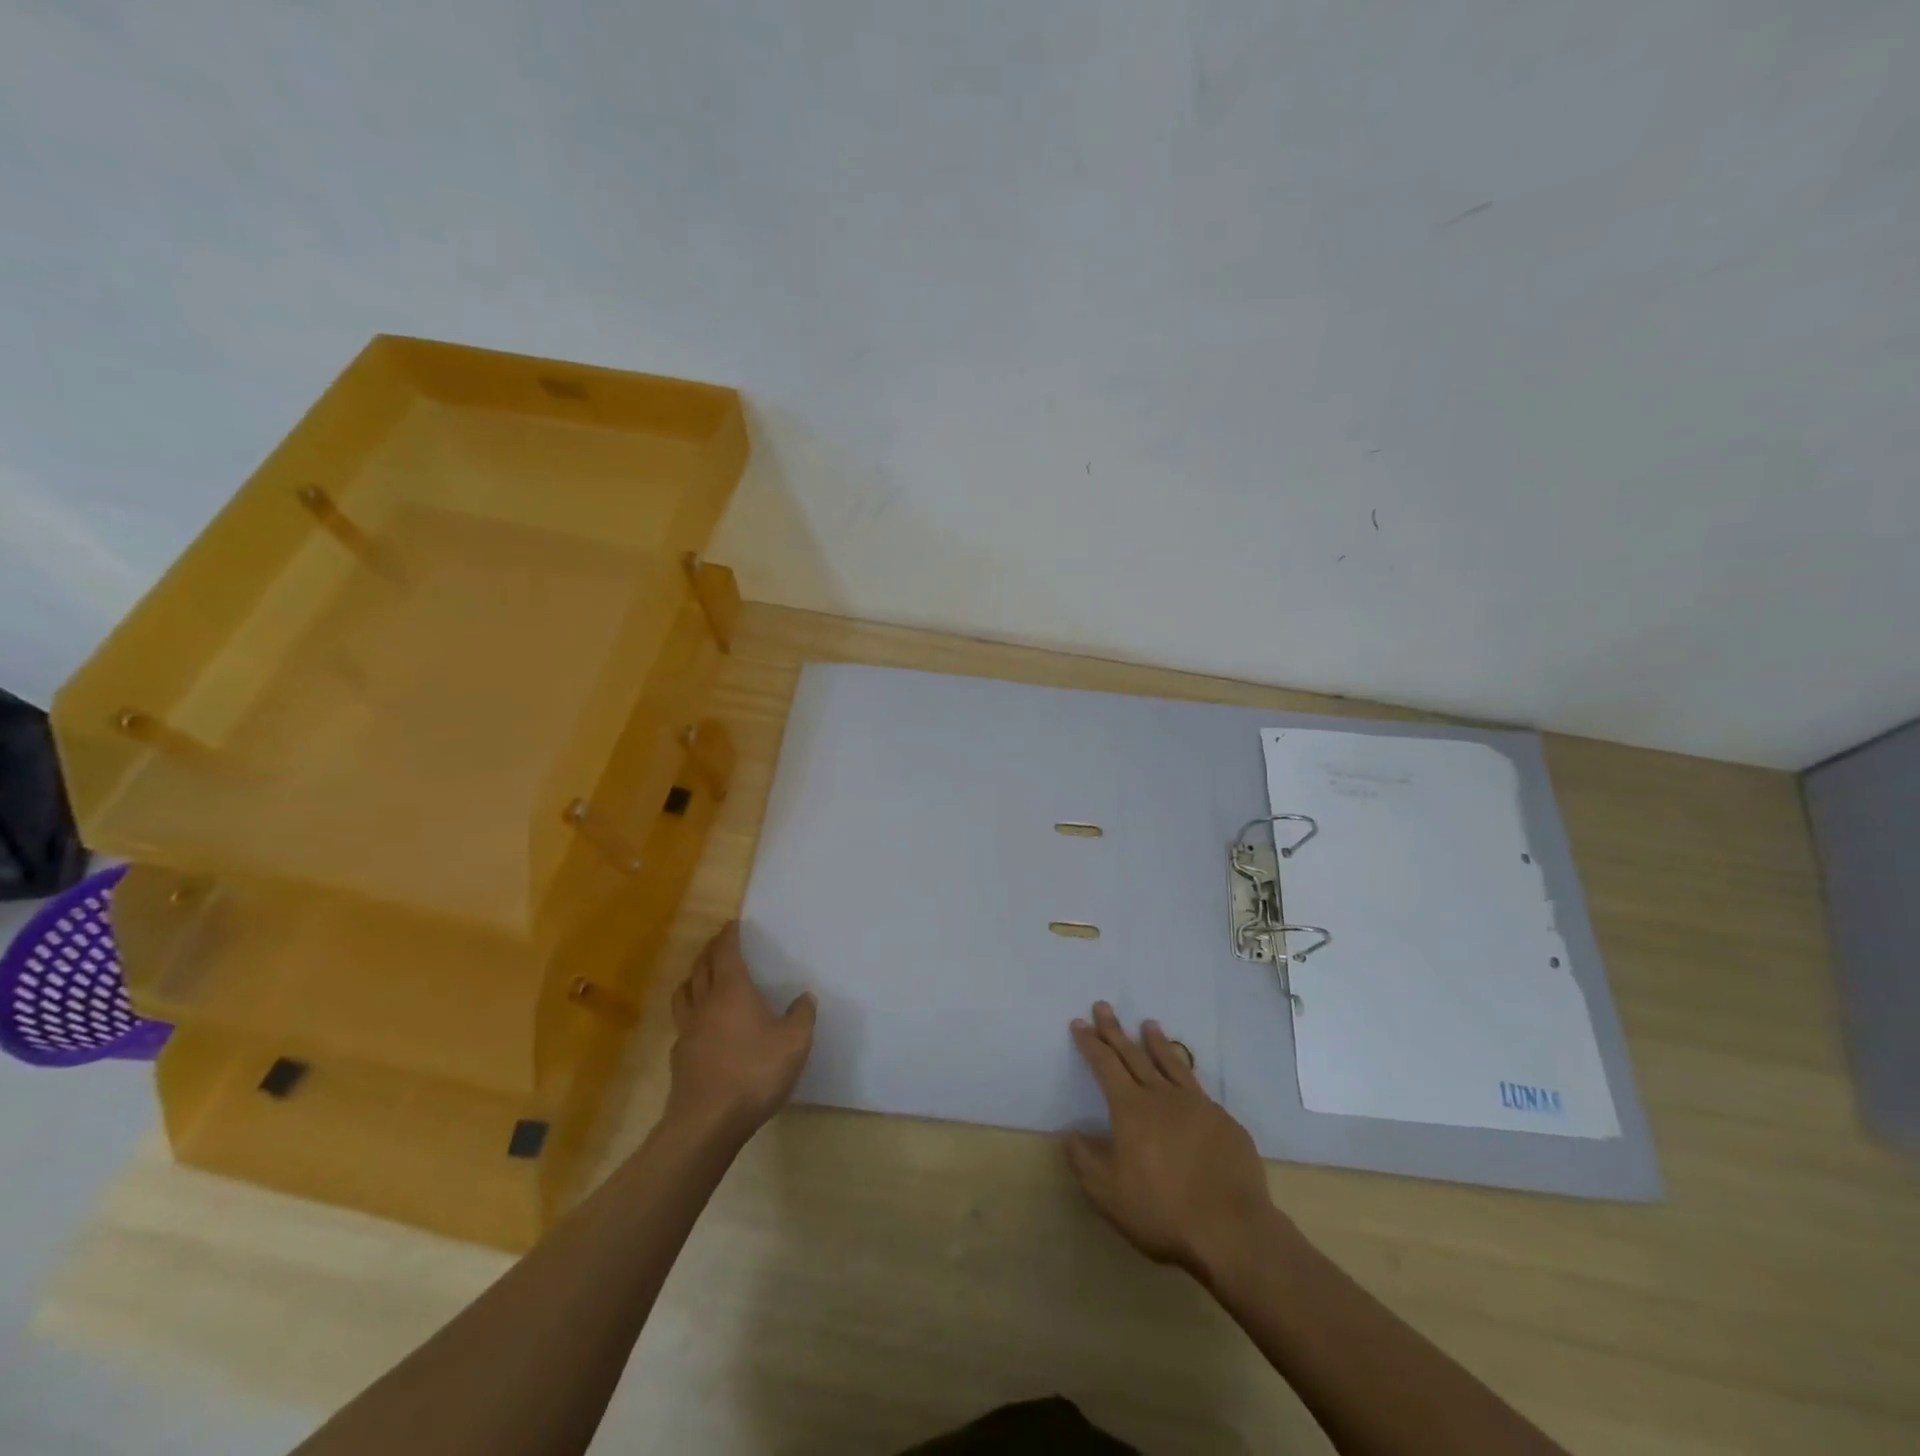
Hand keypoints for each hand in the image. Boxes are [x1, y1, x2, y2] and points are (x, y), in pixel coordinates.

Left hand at [666, 922, 816, 1138]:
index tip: (732, 924)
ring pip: (684, 992)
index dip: (728, 936)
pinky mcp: (680, 1057)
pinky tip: (700, 1024)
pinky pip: (682, 1022)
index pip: (726, 953)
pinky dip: (690, 1011)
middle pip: (701, 967)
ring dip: (693, 977)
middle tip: (718, 942)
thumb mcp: (794, 1043)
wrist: (707, 1122)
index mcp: (732, 991)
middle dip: (710, 950)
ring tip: (702, 976)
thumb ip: (802, 1016)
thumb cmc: (754, 1073)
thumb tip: (804, 997)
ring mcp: (688, 1031)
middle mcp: (706, 1003)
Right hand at [1064, 1002, 1285, 1280]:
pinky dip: (1186, 1073)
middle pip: (1134, 1054)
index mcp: (1131, 1109)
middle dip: (1115, 1030)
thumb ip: (1084, 1161)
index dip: (1090, 1043)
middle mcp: (1162, 1096)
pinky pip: (1198, 1087)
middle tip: (1103, 1006)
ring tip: (1148, 1024)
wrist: (1231, 1229)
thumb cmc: (1161, 1211)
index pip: (1105, 1065)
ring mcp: (1197, 1105)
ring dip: (1156, 1042)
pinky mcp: (1224, 1121)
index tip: (1079, 1023)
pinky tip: (1186, 1076)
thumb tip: (1069, 1135)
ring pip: (1171, 1063)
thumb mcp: (1107, 1194)